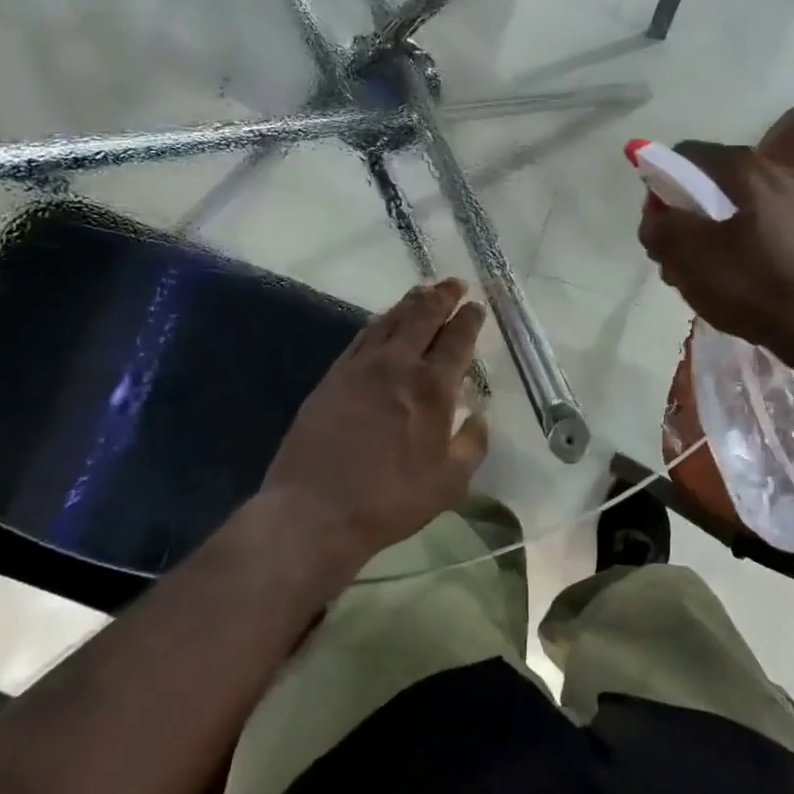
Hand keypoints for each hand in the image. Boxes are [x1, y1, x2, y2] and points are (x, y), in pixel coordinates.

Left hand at [260, 278, 488, 571]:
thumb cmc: (389, 500)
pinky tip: (384, 321)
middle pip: (422, 317)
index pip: (456, 340)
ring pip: (390, 320)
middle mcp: (397, 365)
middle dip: (442, 296)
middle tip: (454, 283)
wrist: (314, 511)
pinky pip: (362, 337)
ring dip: (411, 302)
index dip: (469, 319)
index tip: (476, 306)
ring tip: (424, 291)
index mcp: (431, 388)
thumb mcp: (449, 483)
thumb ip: (472, 445)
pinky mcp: (333, 376)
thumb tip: (479, 417)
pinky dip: (379, 321)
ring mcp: (360, 367)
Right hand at [637, 141, 793, 354]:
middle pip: (704, 184)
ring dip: (701, 237)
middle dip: (680, 217)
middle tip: (672, 256)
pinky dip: (728, 248)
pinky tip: (725, 282)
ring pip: (725, 210)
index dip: (659, 185)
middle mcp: (771, 173)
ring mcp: (790, 203)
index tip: (657, 225)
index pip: (684, 155)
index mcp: (744, 168)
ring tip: (695, 276)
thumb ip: (659, 227)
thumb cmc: (751, 283)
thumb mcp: (688, 255)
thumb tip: (655, 218)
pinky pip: (748, 229)